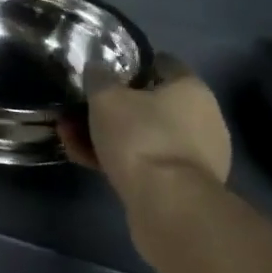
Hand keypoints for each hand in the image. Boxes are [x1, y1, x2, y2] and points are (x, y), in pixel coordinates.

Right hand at [61, 56, 231, 189]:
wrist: (168, 209)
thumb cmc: (141, 137)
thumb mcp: (106, 96)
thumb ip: (99, 76)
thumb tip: (98, 69)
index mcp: (191, 89)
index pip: (162, 63)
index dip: (131, 64)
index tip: (104, 70)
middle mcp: (202, 120)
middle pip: (149, 103)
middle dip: (112, 106)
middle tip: (79, 108)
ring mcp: (195, 158)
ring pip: (143, 135)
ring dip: (108, 134)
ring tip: (70, 136)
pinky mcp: (183, 188)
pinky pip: (145, 162)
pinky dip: (118, 159)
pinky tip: (83, 159)